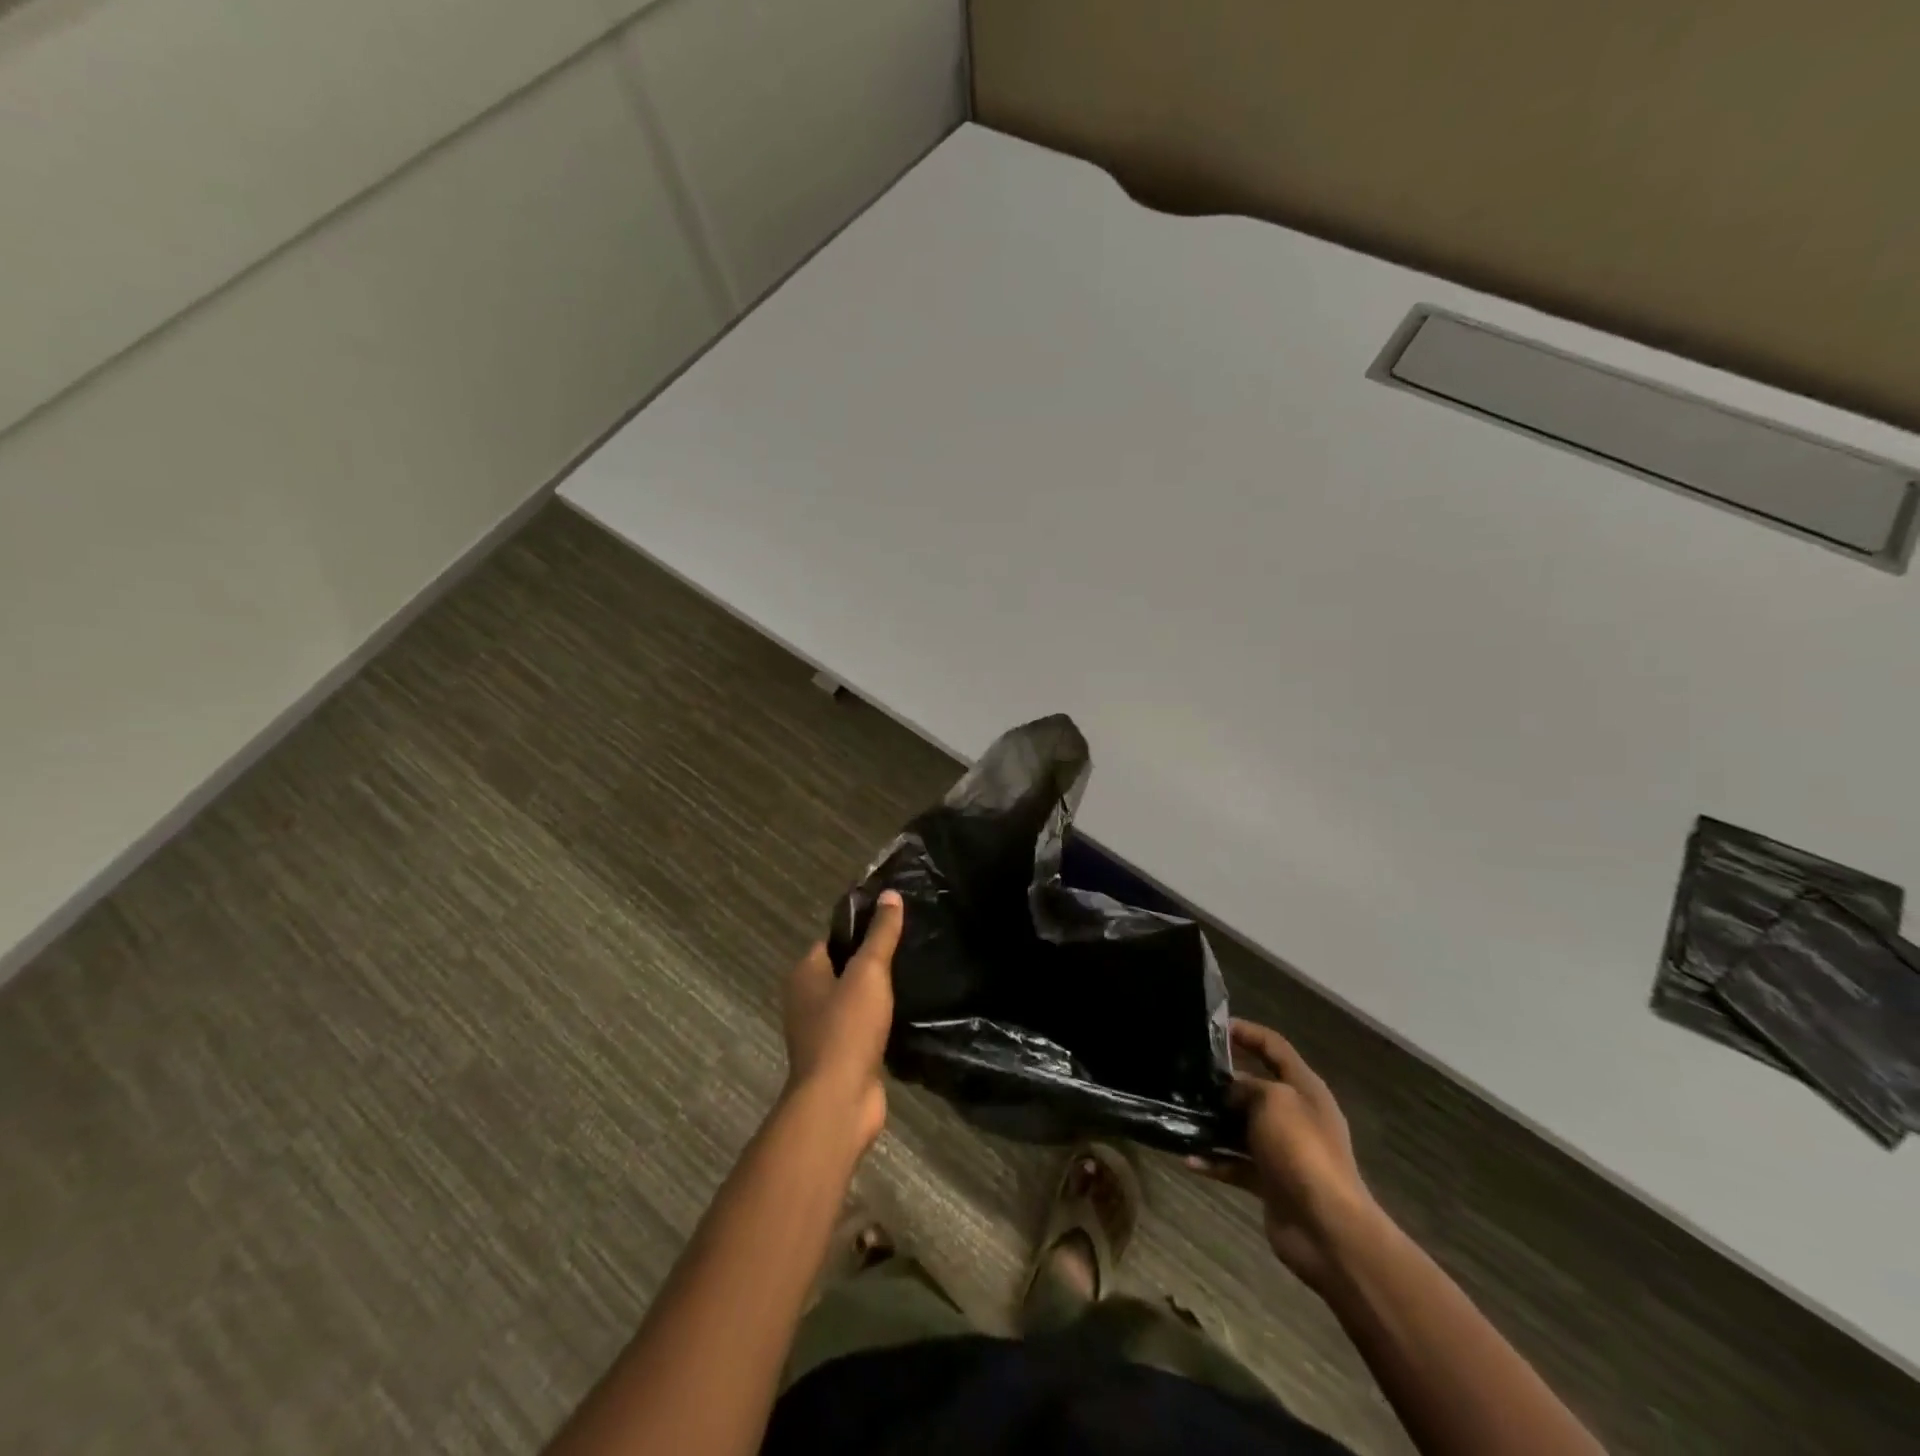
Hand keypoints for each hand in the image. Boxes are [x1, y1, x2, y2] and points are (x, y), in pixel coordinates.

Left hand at [783, 890, 902, 1152]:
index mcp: (804, 974)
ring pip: (854, 1001)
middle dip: (872, 963)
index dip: (860, 930)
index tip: (893, 923)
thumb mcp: (869, 972)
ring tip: (913, 978)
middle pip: (843, 970)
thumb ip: (881, 934)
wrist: (839, 1101)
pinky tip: (906, 1015)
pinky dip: (880, 1022)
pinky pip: (862, 1028)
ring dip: (877, 995)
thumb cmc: (847, 1027)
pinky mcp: (841, 1057)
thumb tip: (890, 894)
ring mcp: (822, 1031)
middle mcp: (806, 1000)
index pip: (833, 940)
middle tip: (909, 949)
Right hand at [1189, 1019, 1380, 1290]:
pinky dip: (1215, 1161)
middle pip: (1256, 1087)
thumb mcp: (1273, 1101)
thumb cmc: (1302, 1150)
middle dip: (1224, 1080)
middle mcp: (1296, 1115)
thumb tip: (1230, 1088)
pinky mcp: (1271, 1182)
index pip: (1274, 1047)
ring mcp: (1283, 1150)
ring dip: (1214, 1123)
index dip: (1247, 1032)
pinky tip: (1189, 1159)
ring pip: (1242, 1126)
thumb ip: (1247, 1086)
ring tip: (1180, 1114)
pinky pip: (1236, 1164)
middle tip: (1187, 1071)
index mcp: (1304, 1089)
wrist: (1328, 1229)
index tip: (1214, 1027)